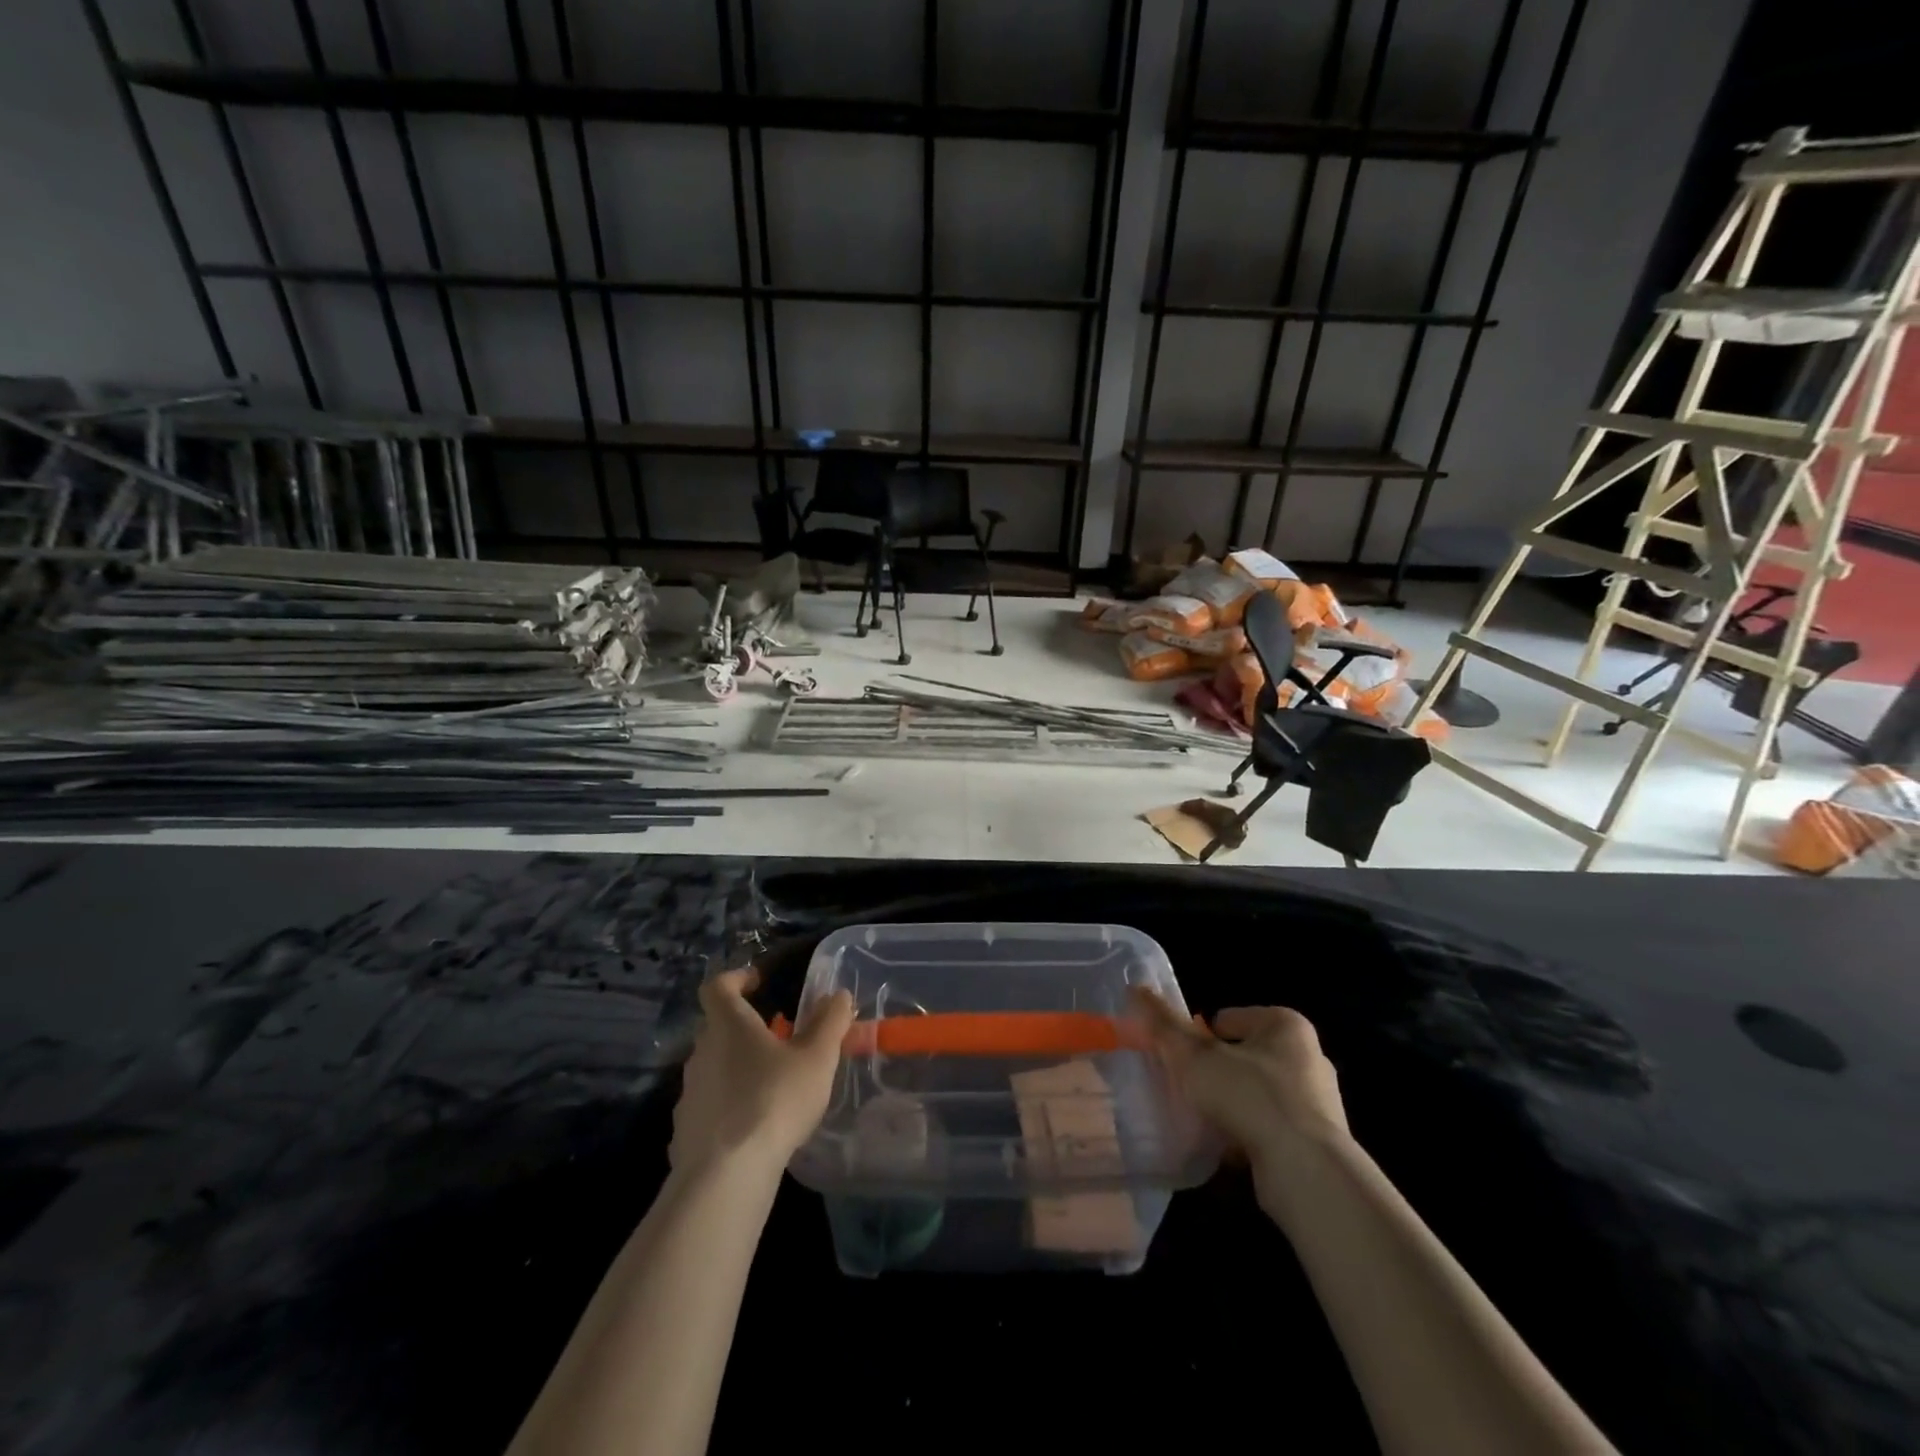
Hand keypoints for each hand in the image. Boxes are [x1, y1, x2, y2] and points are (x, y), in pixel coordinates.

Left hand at [670, 969, 854, 1179]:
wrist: (726, 1174)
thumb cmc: (775, 1099)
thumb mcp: (817, 1057)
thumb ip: (830, 1022)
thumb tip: (839, 995)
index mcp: (728, 1024)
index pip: (718, 986)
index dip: (736, 978)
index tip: (758, 982)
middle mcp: (700, 1051)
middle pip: (717, 1028)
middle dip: (745, 1029)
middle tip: (777, 1039)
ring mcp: (688, 1092)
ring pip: (713, 1067)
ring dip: (737, 1068)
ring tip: (770, 1085)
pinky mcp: (685, 1130)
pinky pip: (708, 1106)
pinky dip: (727, 1106)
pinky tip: (752, 1127)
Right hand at [1131, 989, 1349, 1211]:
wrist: (1306, 1172)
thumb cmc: (1250, 1096)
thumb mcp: (1195, 1055)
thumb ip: (1165, 1024)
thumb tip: (1135, 988)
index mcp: (1286, 1026)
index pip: (1229, 1018)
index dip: (1199, 1036)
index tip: (1180, 1059)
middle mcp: (1308, 1057)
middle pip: (1243, 1055)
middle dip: (1215, 1070)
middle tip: (1187, 1086)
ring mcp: (1317, 1103)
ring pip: (1256, 1093)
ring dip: (1231, 1104)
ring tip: (1202, 1119)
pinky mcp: (1317, 1143)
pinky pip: (1270, 1128)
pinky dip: (1248, 1134)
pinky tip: (1226, 1147)